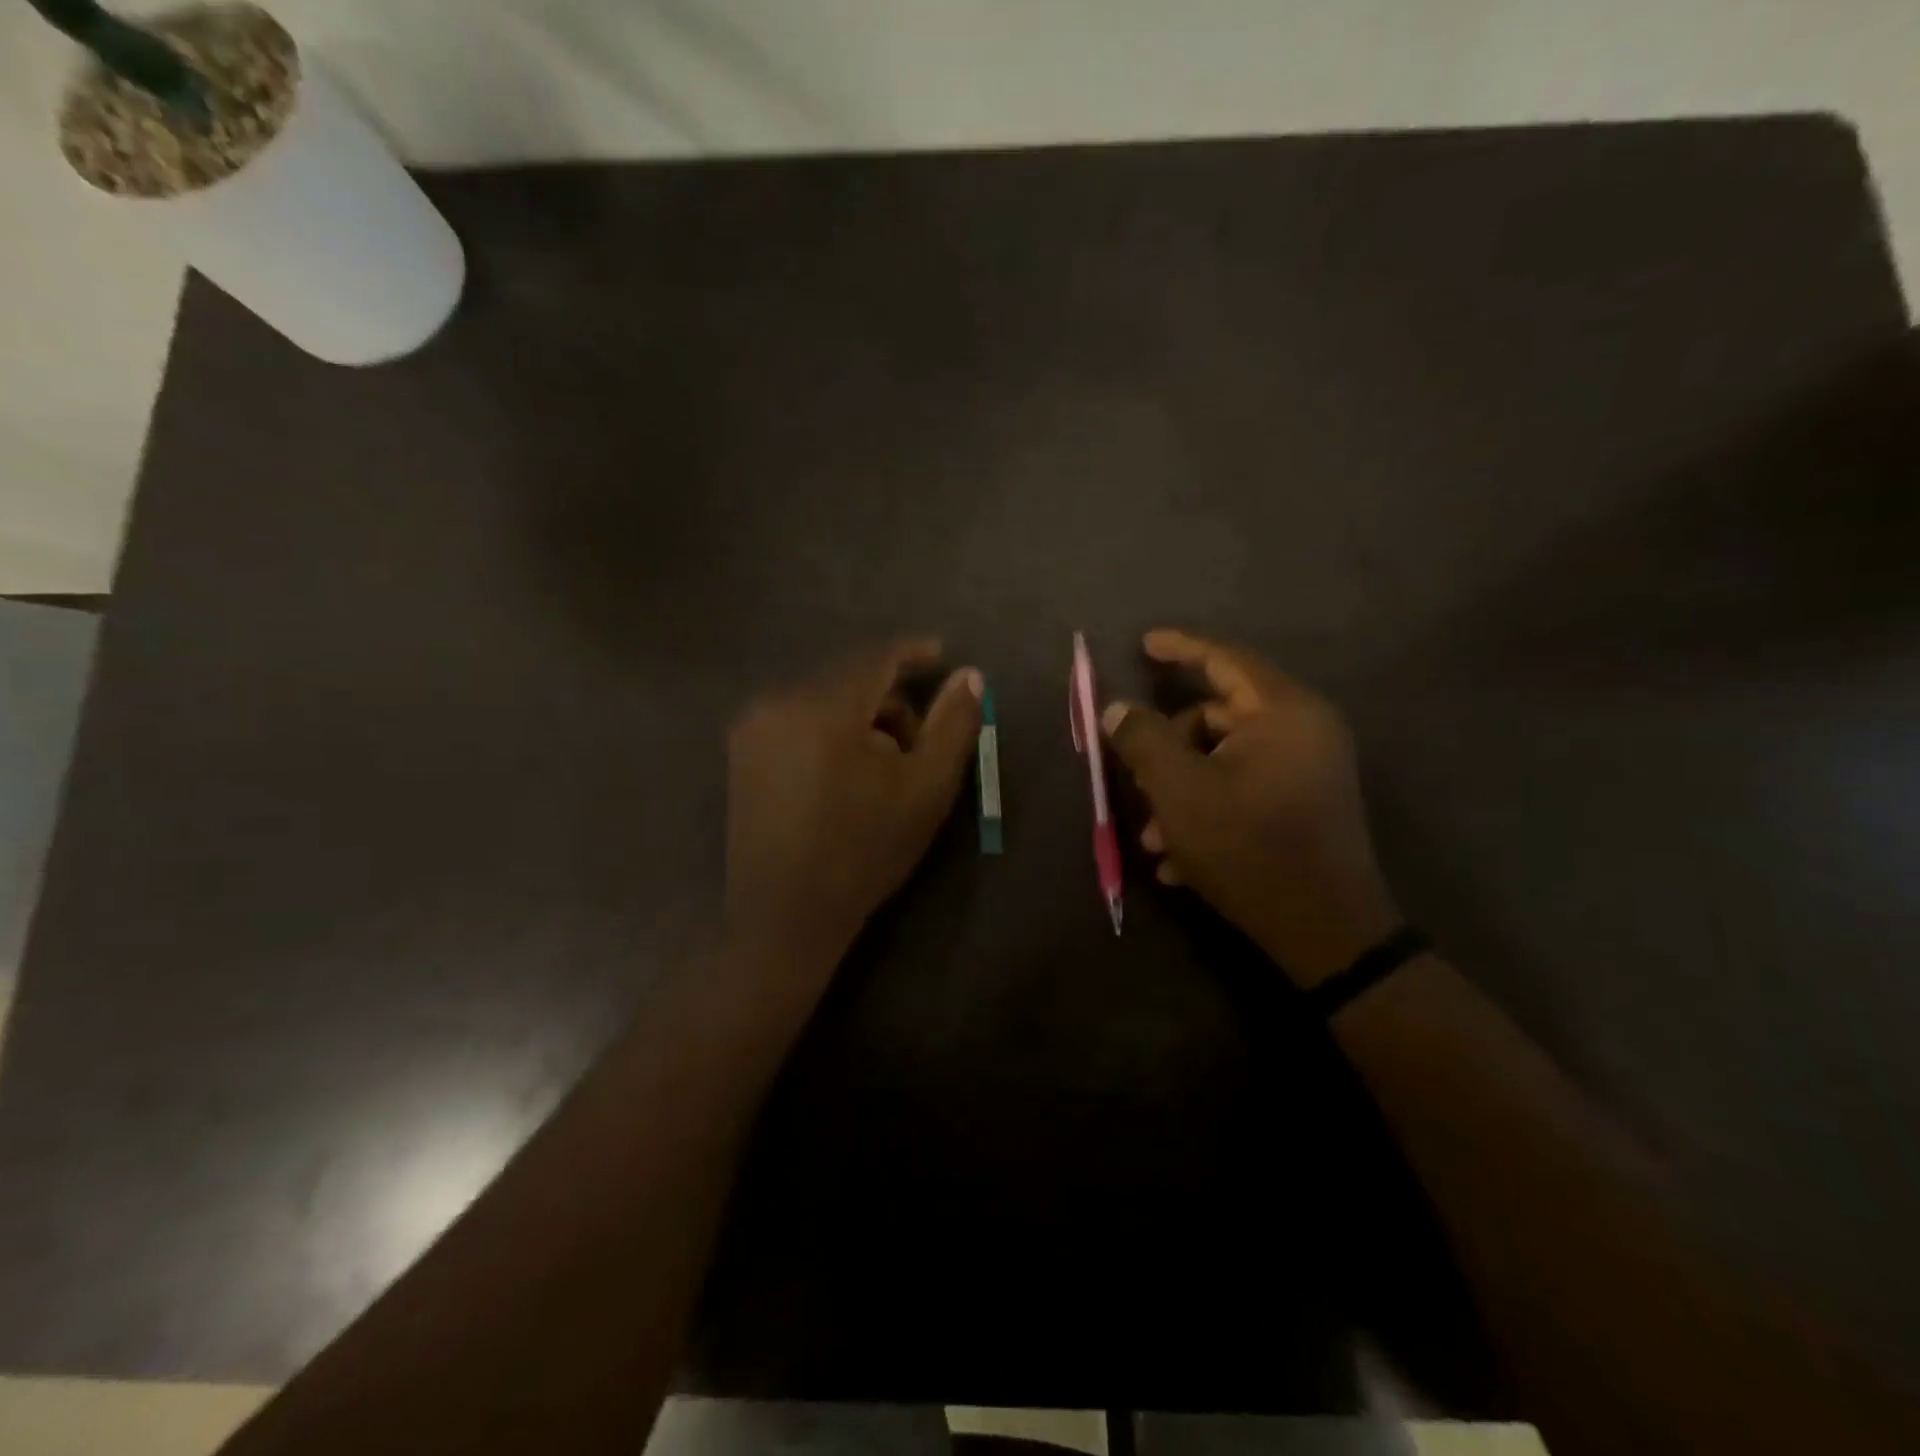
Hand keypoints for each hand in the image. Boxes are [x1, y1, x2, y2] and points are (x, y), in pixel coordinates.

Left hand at [725, 638, 982, 980]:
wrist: (786, 916)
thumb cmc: (865, 851)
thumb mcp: (926, 788)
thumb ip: (953, 725)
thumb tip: (968, 676)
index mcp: (823, 707)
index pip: (876, 659)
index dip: (913, 652)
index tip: (942, 653)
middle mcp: (778, 702)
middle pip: (849, 679)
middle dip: (890, 701)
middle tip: (917, 745)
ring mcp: (752, 727)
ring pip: (824, 699)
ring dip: (861, 719)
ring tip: (882, 770)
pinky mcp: (741, 752)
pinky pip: (798, 719)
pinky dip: (830, 731)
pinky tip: (845, 775)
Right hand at [1101, 629, 1398, 987]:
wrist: (1326, 933)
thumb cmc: (1248, 848)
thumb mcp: (1179, 791)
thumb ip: (1142, 740)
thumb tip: (1117, 709)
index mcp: (1283, 712)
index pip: (1225, 658)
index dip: (1180, 647)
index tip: (1143, 643)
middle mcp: (1304, 730)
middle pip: (1217, 716)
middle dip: (1168, 751)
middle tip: (1137, 784)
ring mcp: (1308, 769)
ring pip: (1223, 759)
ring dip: (1181, 791)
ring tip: (1156, 841)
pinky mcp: (1305, 803)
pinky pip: (1244, 787)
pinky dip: (1208, 809)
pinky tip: (1181, 860)